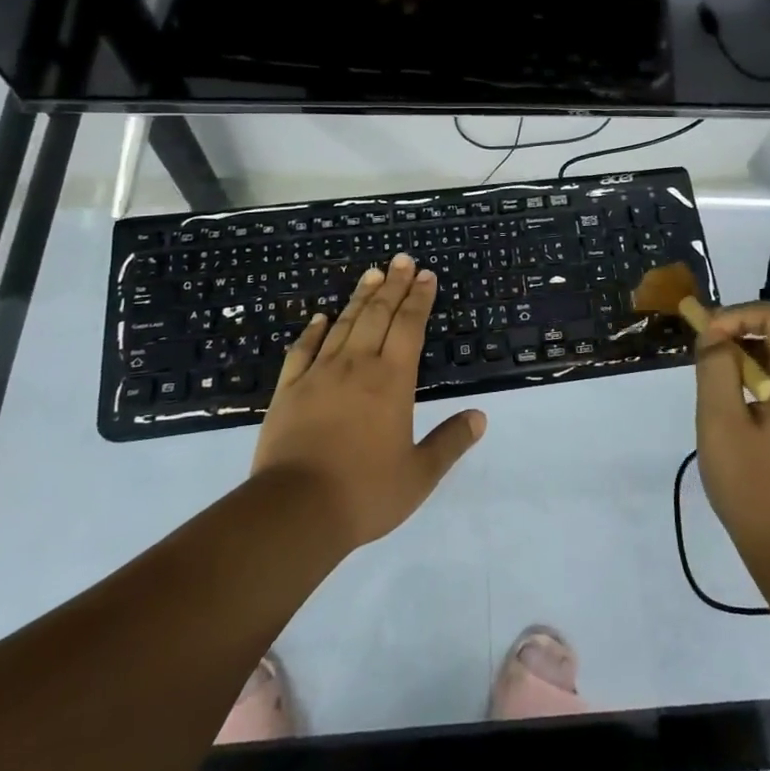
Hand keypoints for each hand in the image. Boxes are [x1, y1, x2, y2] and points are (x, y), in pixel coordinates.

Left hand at [252, 254, 485, 550]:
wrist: (295, 511)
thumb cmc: (365, 492)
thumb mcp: (419, 475)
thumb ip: (450, 442)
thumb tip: (481, 417)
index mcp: (392, 381)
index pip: (409, 327)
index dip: (420, 299)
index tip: (426, 275)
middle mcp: (357, 366)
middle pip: (378, 315)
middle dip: (393, 285)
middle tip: (402, 259)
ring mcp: (319, 375)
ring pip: (343, 325)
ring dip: (360, 297)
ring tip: (372, 273)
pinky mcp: (288, 390)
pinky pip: (302, 350)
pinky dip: (313, 330)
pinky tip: (320, 317)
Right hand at [694, 300, 769, 573]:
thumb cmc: (756, 489)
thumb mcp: (721, 425)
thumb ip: (715, 369)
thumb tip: (714, 336)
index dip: (740, 314)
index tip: (706, 338)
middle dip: (751, 321)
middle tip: (714, 342)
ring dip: (759, 342)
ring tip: (722, 368)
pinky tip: (743, 392)